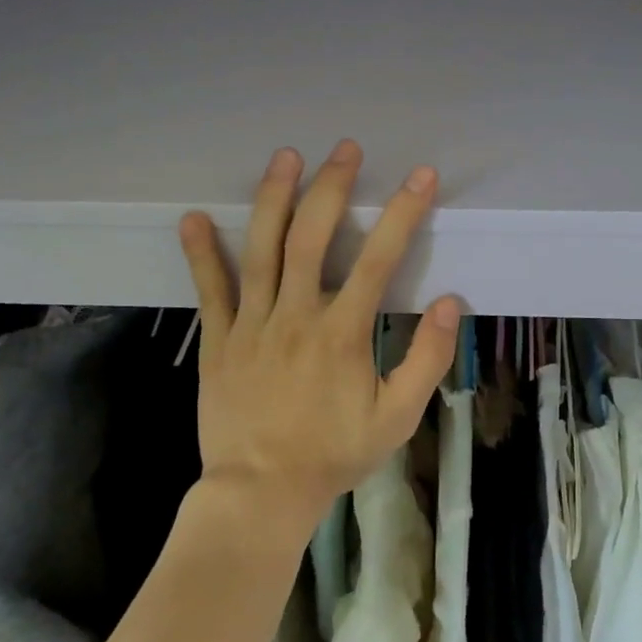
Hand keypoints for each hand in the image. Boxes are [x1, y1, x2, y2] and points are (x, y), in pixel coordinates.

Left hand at [178, 140, 460, 542]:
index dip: (402, 213)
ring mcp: (252, 324)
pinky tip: (192, 217)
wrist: (261, 492)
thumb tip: (449, 302)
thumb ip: (426, 359)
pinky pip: (209, 290)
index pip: (379, 260)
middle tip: (344, 149)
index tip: (421, 176)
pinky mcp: (219, 339)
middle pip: (312, 238)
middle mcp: (296, 316)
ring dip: (273, 199)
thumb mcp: (396, 417)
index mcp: (342, 333)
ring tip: (284, 157)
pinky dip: (200, 253)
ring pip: (261, 250)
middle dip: (331, 188)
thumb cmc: (333, 454)